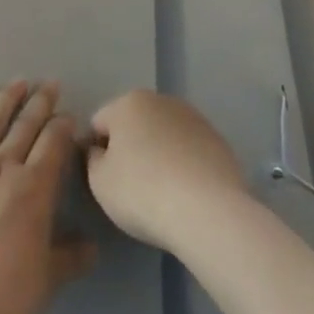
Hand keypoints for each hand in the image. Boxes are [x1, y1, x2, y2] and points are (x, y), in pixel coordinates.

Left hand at [0, 80, 95, 313]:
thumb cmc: (7, 296)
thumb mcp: (49, 277)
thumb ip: (71, 256)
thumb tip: (91, 247)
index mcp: (34, 187)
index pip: (54, 143)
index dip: (63, 127)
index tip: (68, 117)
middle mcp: (1, 167)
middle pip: (25, 126)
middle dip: (40, 103)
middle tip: (49, 85)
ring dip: (5, 101)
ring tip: (16, 83)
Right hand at [85, 89, 250, 250]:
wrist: (209, 212)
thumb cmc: (142, 192)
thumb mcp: (99, 181)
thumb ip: (93, 159)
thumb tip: (102, 152)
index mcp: (128, 102)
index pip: (99, 124)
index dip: (96, 152)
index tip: (104, 180)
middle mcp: (162, 101)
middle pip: (135, 125)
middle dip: (130, 149)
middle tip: (131, 187)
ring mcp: (195, 119)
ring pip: (164, 136)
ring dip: (159, 155)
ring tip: (162, 193)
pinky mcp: (220, 141)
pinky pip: (190, 151)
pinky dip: (184, 165)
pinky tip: (187, 194)